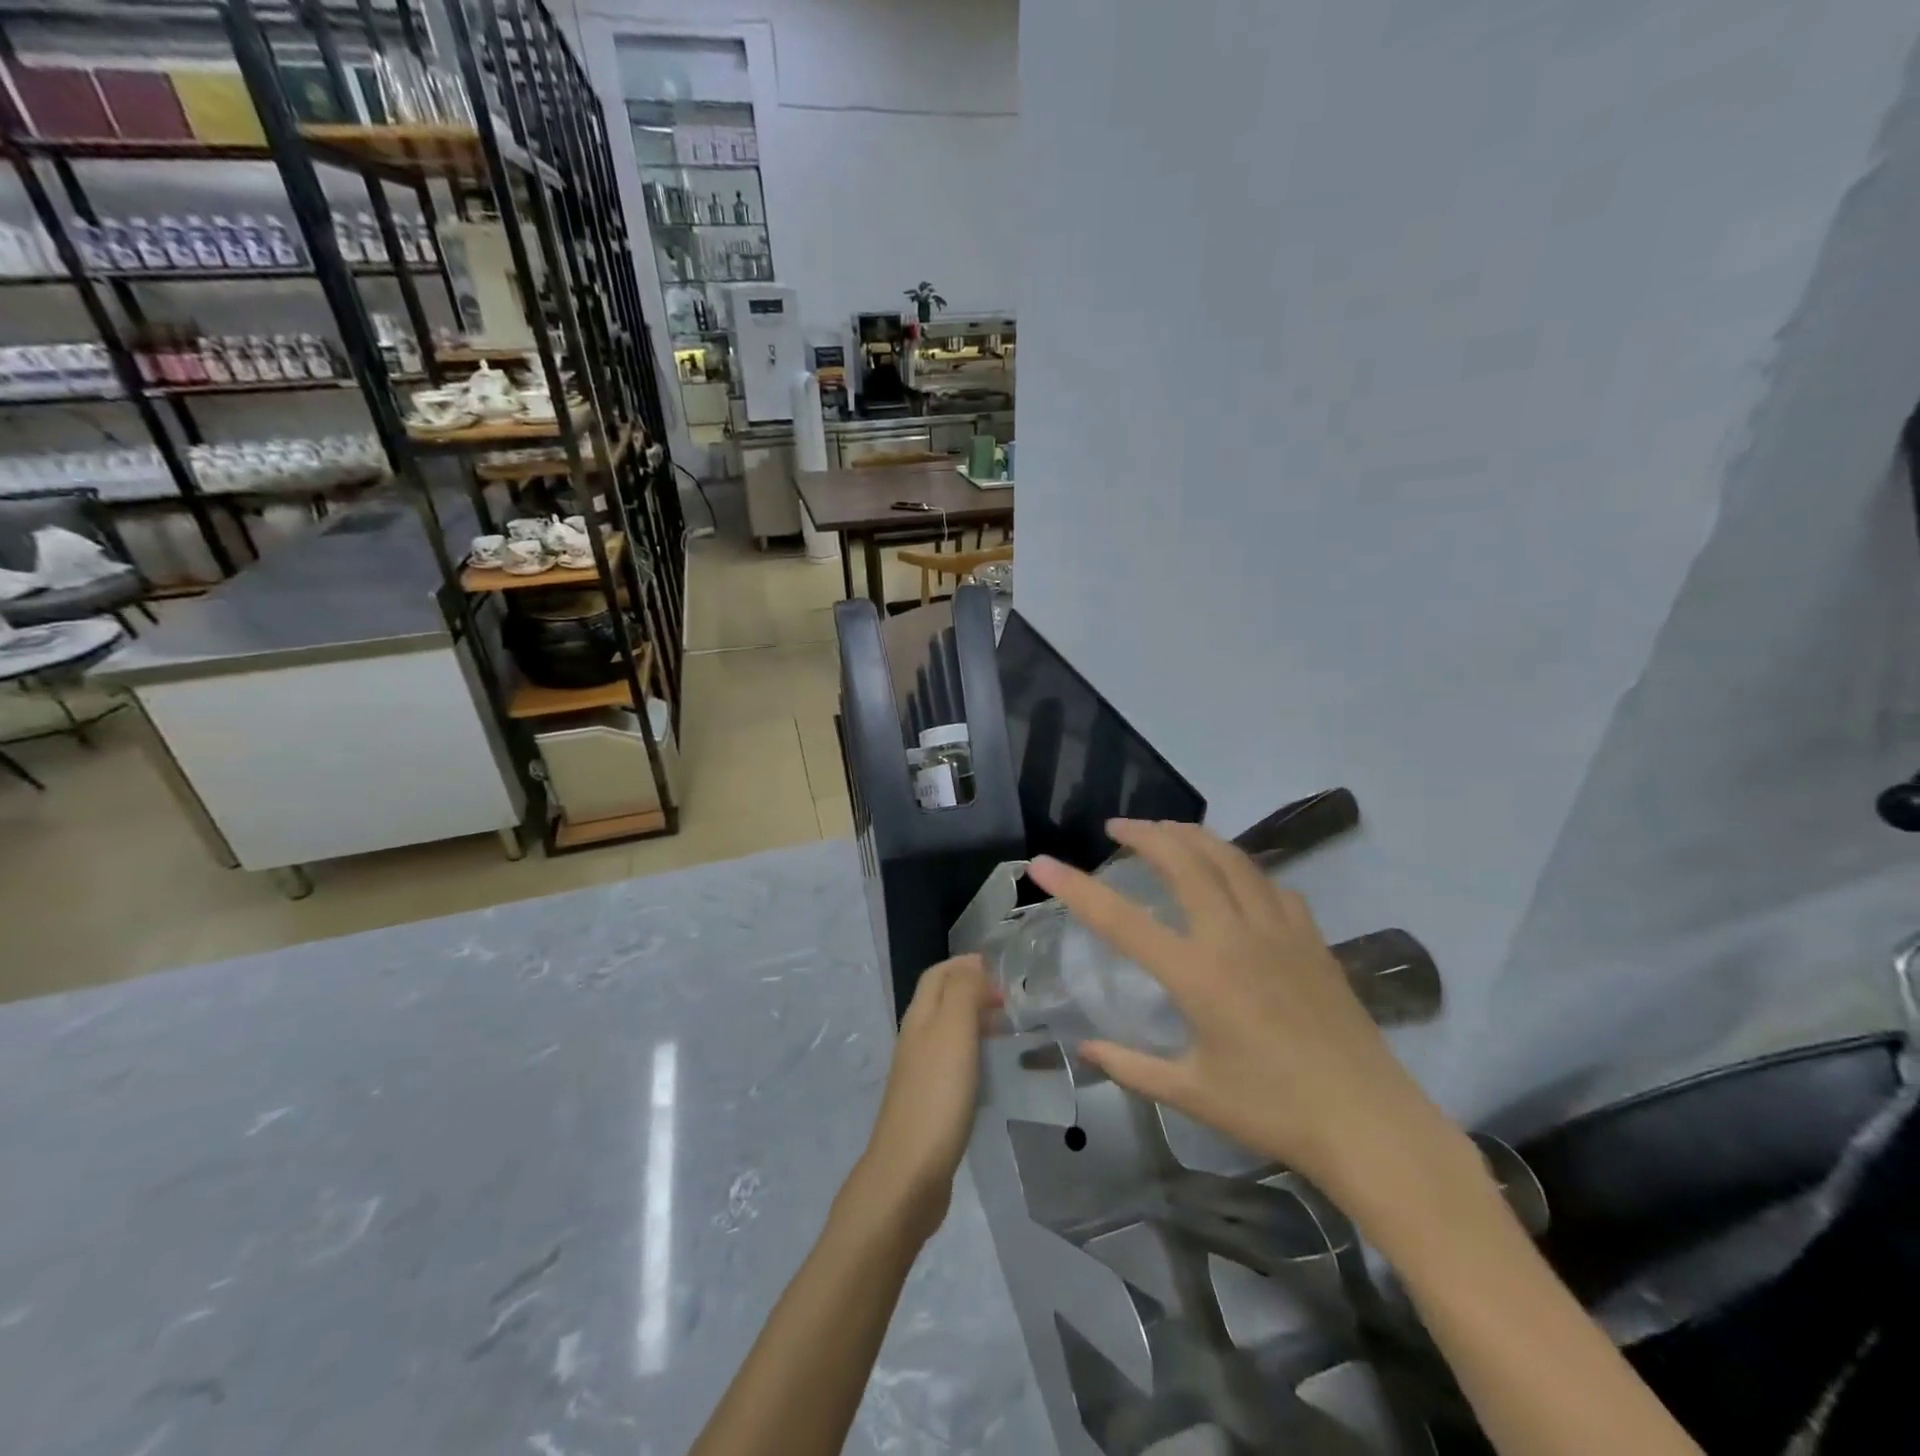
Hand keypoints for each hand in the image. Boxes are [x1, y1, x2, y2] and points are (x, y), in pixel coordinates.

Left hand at [845, 954, 998, 1244]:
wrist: (909, 1174)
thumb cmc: (936, 1096)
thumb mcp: (953, 1032)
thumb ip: (962, 992)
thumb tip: (973, 965)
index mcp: (919, 1018)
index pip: (937, 975)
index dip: (964, 966)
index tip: (1000, 970)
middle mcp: (915, 1040)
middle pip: (940, 1001)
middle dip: (972, 991)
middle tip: (1011, 1001)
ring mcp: (920, 1073)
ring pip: (948, 1033)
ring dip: (975, 1023)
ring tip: (1008, 1031)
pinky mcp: (930, 1104)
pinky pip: (953, 1064)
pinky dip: (974, 1055)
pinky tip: (993, 1072)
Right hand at [1027, 820, 1465, 1209]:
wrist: (1369, 1123)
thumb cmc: (1273, 1111)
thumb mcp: (1192, 1093)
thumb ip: (1131, 1065)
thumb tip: (1085, 1048)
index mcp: (1197, 974)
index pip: (1121, 919)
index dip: (1075, 887)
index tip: (1043, 863)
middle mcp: (1233, 937)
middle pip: (1183, 860)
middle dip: (1144, 834)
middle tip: (1117, 828)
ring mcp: (1278, 930)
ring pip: (1229, 858)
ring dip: (1191, 836)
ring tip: (1166, 832)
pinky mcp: (1310, 937)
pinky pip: (1269, 883)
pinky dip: (1240, 867)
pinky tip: (1232, 878)